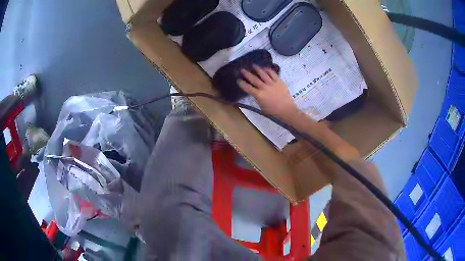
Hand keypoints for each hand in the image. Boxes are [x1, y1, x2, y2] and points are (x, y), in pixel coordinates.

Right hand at [238, 65, 298, 120]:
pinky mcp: (279, 81)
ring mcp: (272, 83)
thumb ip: (257, 99)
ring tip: (253, 65)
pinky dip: (268, 70)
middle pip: (254, 79)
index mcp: (259, 95)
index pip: (248, 88)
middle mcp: (264, 88)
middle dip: (247, 74)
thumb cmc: (273, 111)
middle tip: (242, 69)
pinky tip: (265, 68)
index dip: (242, 84)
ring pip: (263, 74)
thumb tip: (255, 93)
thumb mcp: (262, 107)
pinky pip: (273, 74)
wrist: (286, 109)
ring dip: (257, 69)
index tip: (238, 80)